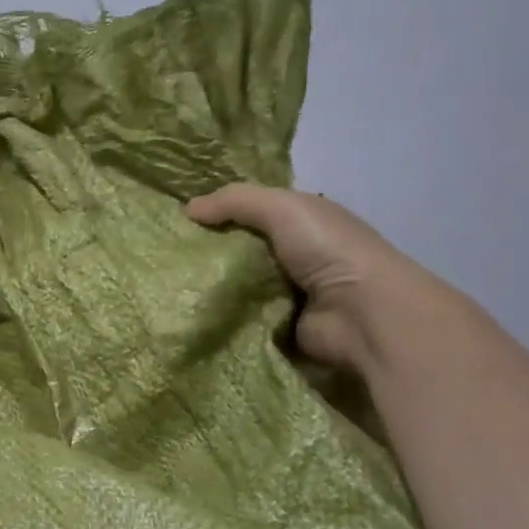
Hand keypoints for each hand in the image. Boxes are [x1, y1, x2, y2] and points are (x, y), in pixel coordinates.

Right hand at [185, 185, 435, 369]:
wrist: (362, 313)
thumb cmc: (328, 249)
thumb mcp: (281, 207)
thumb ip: (235, 201)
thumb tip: (187, 209)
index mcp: (301, 221)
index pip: (252, 212)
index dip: (219, 212)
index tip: (178, 219)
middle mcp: (295, 256)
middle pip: (240, 251)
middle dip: (208, 253)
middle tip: (165, 256)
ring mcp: (288, 294)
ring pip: (237, 286)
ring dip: (211, 288)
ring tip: (168, 286)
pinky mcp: (279, 328)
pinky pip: (241, 319)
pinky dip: (221, 318)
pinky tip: (190, 313)